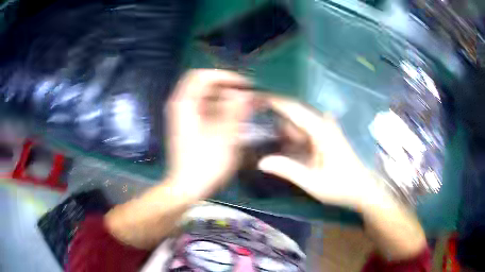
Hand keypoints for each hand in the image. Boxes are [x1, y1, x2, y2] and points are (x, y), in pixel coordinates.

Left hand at [165, 69, 252, 198]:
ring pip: (207, 98)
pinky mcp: (189, 127)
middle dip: (228, 88)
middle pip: (205, 85)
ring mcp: (184, 117)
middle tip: (247, 98)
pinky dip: (220, 110)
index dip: (225, 76)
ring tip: (245, 109)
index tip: (244, 85)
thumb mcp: (225, 135)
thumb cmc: (205, 163)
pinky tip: (234, 120)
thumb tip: (248, 93)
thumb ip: (237, 110)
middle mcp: (182, 106)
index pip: (203, 75)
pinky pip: (206, 110)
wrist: (187, 187)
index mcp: (185, 103)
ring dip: (226, 100)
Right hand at [258, 95, 379, 208]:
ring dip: (281, 123)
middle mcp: (323, 125)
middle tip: (253, 109)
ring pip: (298, 121)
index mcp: (321, 131)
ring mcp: (325, 130)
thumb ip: (288, 170)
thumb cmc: (341, 187)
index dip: (274, 100)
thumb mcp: (313, 182)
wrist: (363, 190)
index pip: (294, 109)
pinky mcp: (325, 137)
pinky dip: (290, 132)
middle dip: (274, 110)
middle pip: (294, 112)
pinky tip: (278, 137)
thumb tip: (261, 162)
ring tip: (261, 120)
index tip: (255, 94)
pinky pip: (303, 130)